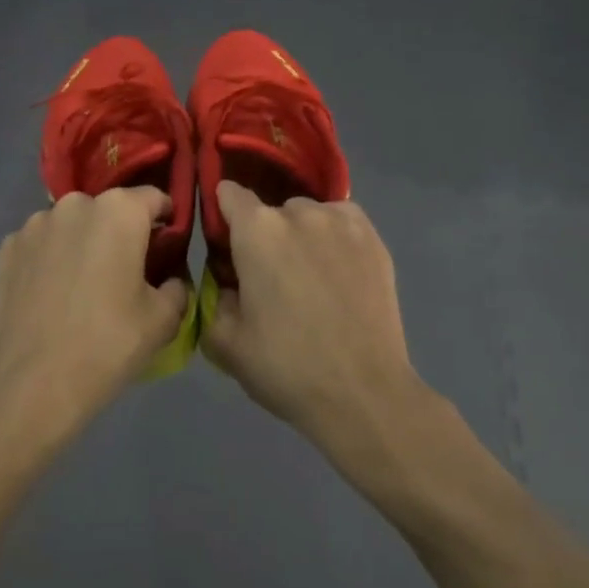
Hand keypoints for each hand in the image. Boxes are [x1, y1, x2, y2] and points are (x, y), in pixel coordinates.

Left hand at [0, 188, 189, 458]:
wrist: (32, 383)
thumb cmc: (108, 344)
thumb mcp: (164, 319)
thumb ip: (177, 286)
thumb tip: (169, 278)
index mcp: (119, 211)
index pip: (154, 198)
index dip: (166, 222)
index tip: (166, 250)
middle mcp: (74, 204)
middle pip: (109, 210)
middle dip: (121, 233)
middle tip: (125, 273)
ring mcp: (34, 224)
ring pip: (71, 225)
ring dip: (82, 244)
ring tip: (83, 287)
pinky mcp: (6, 249)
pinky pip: (41, 245)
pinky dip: (50, 259)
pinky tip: (51, 295)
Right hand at [201, 181, 425, 446]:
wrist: (362, 394)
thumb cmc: (285, 366)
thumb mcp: (224, 341)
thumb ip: (214, 297)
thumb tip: (229, 280)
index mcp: (257, 231)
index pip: (228, 194)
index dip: (222, 215)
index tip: (225, 246)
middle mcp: (300, 213)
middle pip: (271, 210)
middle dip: (264, 236)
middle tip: (270, 280)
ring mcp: (342, 222)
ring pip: (309, 215)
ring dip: (301, 235)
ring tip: (310, 278)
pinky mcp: (374, 239)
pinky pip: (342, 222)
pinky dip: (334, 237)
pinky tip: (337, 271)